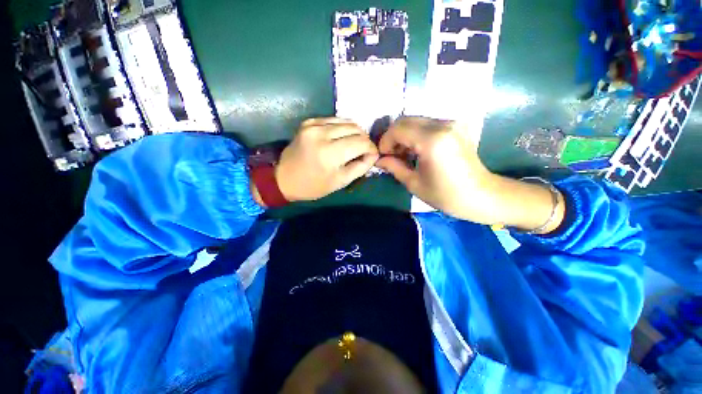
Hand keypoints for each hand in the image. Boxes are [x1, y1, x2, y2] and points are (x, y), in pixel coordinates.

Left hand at [275, 118, 378, 201]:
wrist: (284, 178)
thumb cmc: (314, 185)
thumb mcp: (341, 181)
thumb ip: (361, 167)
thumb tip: (373, 154)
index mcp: (330, 153)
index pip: (362, 142)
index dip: (371, 148)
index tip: (372, 155)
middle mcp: (322, 133)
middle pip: (356, 129)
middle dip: (364, 140)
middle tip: (363, 151)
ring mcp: (314, 125)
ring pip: (347, 121)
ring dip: (355, 133)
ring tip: (353, 144)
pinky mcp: (309, 121)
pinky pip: (334, 120)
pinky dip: (342, 128)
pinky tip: (341, 138)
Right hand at [376, 117, 494, 221]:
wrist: (480, 195)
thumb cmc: (445, 194)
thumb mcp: (414, 183)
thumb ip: (394, 167)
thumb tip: (379, 159)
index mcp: (432, 140)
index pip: (398, 129)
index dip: (385, 141)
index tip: (383, 156)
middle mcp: (442, 125)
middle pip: (406, 120)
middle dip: (393, 137)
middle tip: (391, 155)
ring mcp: (451, 123)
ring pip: (416, 121)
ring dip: (404, 135)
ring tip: (403, 155)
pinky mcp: (455, 126)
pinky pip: (427, 124)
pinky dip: (416, 134)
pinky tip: (416, 150)